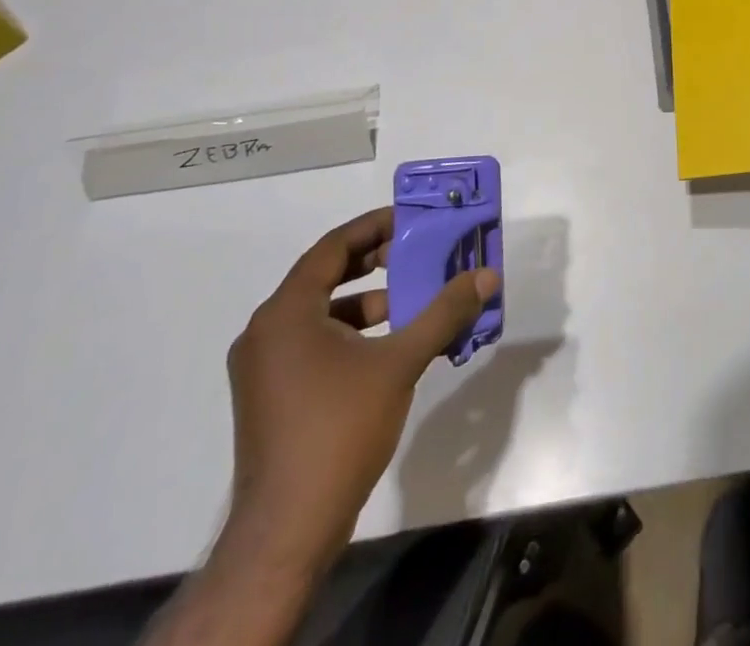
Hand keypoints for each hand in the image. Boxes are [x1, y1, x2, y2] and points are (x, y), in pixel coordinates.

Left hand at [222, 208, 498, 574]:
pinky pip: (313, 342)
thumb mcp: (400, 362)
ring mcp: (263, 368)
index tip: (410, 220)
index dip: (373, 227)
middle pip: (323, 276)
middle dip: (373, 262)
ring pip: (320, 312)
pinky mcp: (270, 395)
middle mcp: (265, 332)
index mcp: (285, 313)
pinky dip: (350, 333)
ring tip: (410, 303)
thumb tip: (486, 275)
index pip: (332, 248)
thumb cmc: (339, 429)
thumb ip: (444, 313)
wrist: (287, 530)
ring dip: (365, 301)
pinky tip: (387, 348)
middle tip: (415, 253)